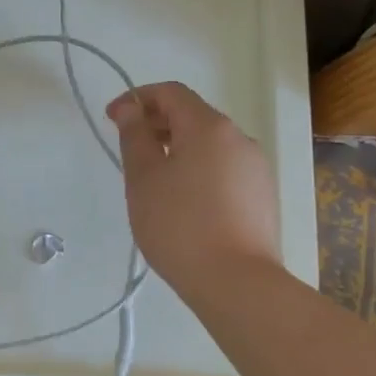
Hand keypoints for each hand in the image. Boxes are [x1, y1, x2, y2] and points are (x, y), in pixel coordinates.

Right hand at [107, 82, 279, 299]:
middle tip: (129, 149)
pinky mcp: (263, 196)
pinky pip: (224, 168)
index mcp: (210, 126)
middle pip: (193, 115)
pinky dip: (199, 169)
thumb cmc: (180, 225)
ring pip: (210, 144)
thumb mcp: (144, 178)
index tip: (112, 119)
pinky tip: (183, 202)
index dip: (138, 98)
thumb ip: (134, 135)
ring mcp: (256, 168)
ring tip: (154, 180)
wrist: (237, 283)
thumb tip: (130, 109)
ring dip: (178, 148)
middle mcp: (239, 138)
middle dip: (158, 123)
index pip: (171, 92)